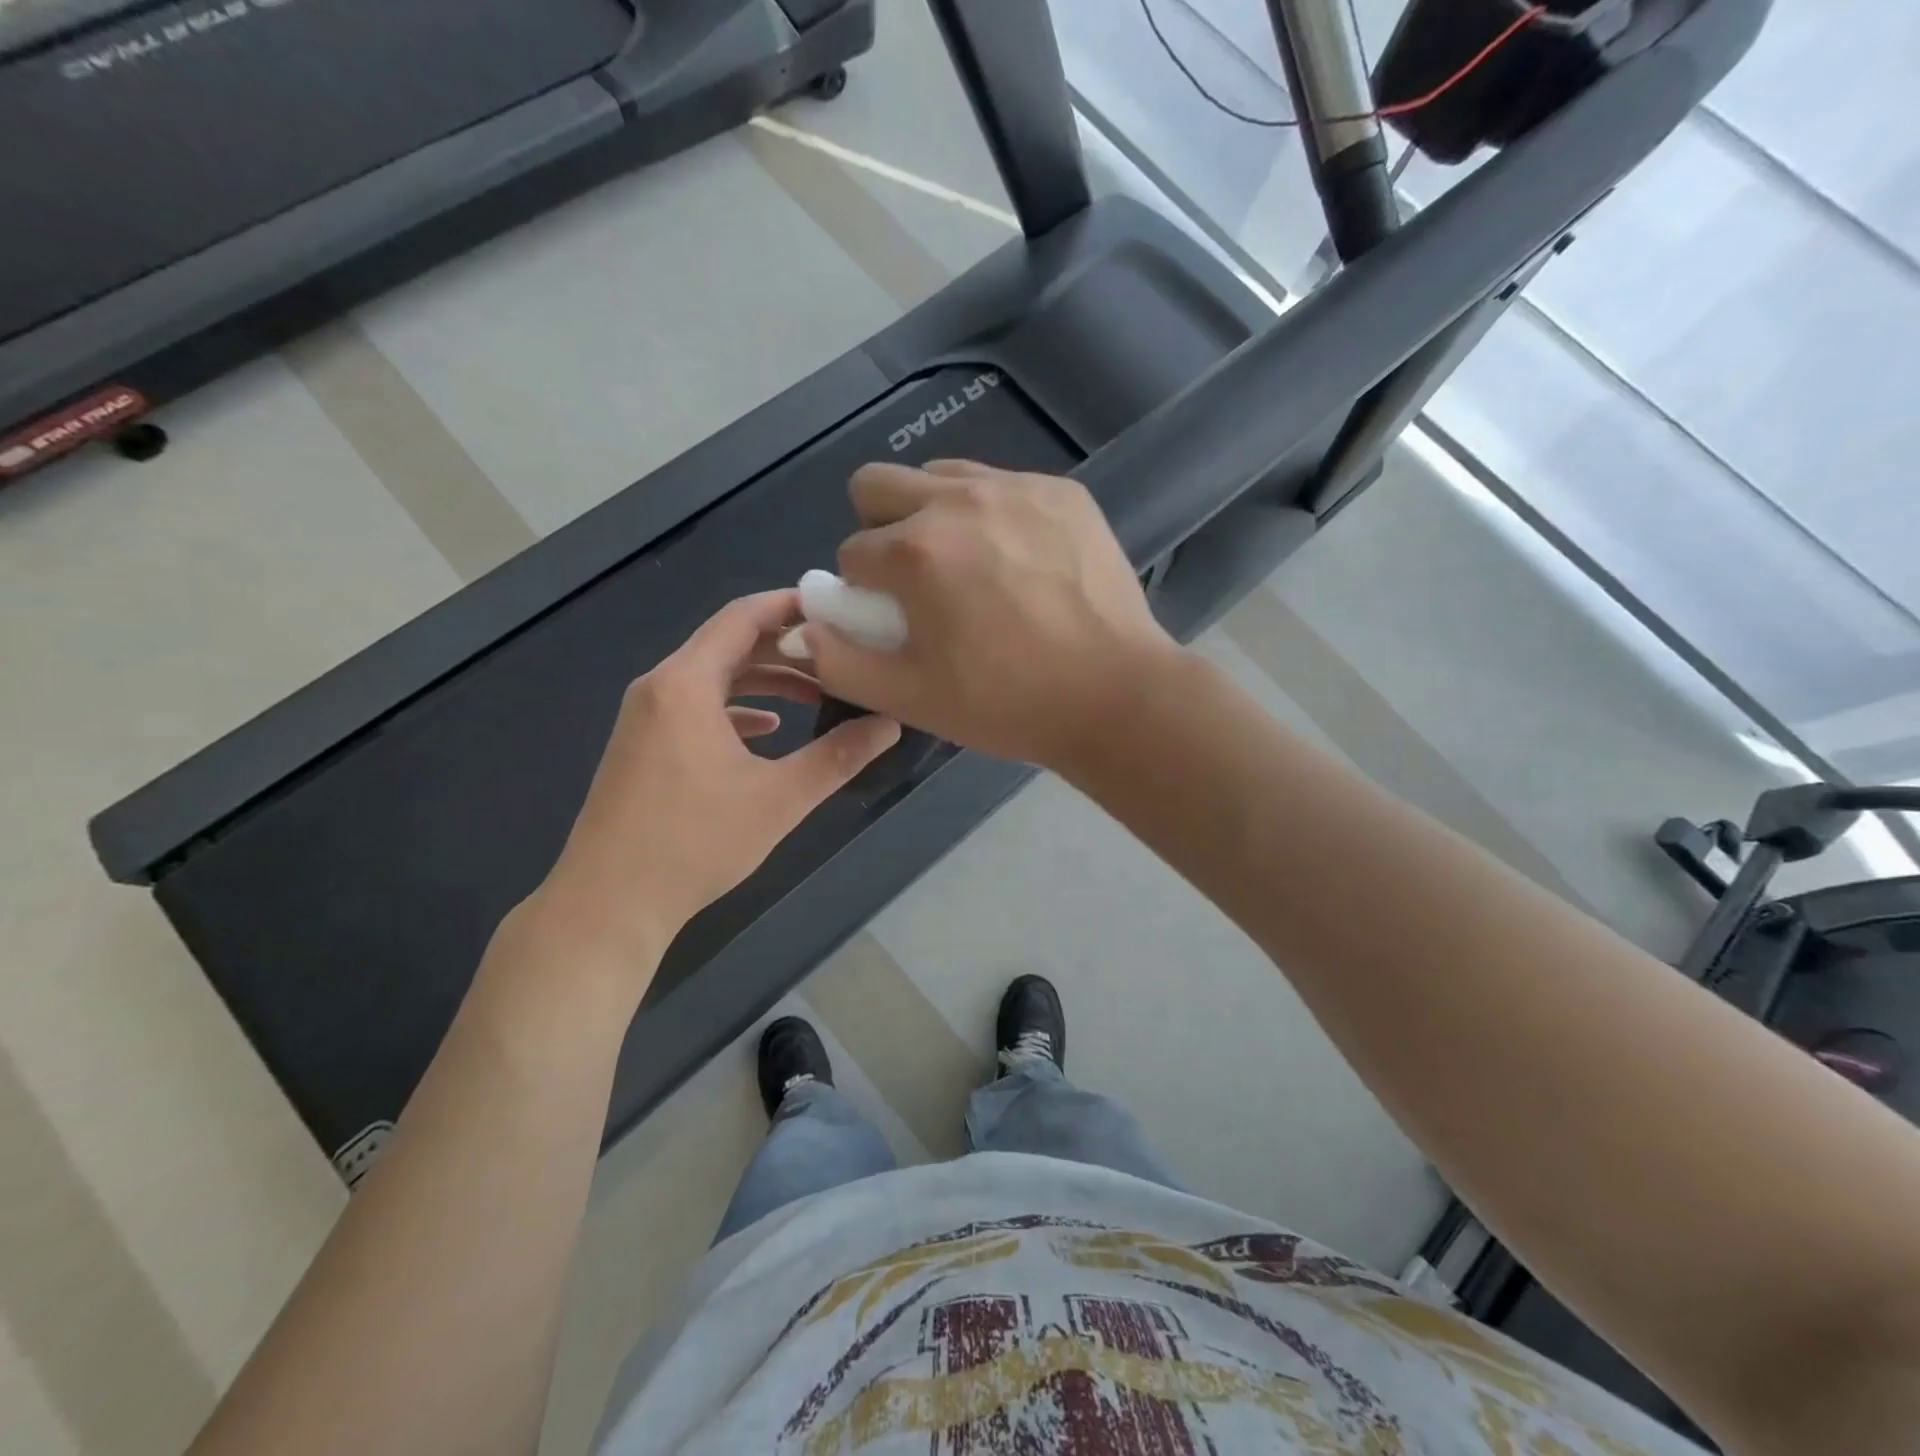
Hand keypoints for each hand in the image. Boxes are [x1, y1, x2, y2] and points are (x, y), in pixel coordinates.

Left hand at [515, 591, 899, 989]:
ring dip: (765, 681)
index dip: (792, 606)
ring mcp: (646, 717)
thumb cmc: (695, 842)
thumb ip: (838, 757)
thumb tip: (890, 724)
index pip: (743, 617)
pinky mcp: (644, 746)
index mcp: (686, 683)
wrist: (609, 903)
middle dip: (788, 647)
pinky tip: (769, 731)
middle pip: (730, 644)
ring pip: (714, 678)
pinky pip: (697, 708)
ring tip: (818, 693)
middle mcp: (660, 687)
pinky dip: (737, 709)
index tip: (839, 609)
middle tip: (842, 653)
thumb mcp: (779, 798)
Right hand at [802, 460, 1180, 769]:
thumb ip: (840, 661)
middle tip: (919, 580)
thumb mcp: (910, 698)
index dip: (865, 592)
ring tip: (973, 567)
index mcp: (914, 551)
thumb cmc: (1006, 703)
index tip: (898, 621)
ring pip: (940, 474)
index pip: (852, 553)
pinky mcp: (1063, 491)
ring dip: (935, 514)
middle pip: (877, 485)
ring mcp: (1017, 487)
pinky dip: (994, 515)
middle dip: (881, 529)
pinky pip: (1002, 483)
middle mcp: (958, 500)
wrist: (1115, 695)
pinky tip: (1024, 563)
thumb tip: (801, 625)